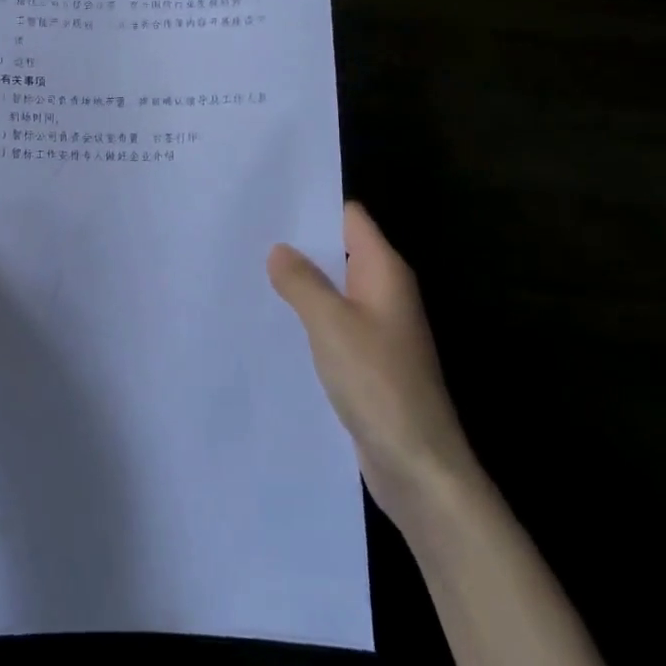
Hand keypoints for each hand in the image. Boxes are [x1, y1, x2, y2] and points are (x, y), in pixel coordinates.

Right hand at [268, 202, 474, 520]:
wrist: (418, 465)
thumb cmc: (377, 382)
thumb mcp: (330, 324)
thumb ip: (302, 281)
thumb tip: (279, 249)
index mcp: (384, 271)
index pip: (350, 218)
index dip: (314, 205)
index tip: (270, 200)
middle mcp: (384, 292)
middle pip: (339, 250)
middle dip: (299, 243)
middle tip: (247, 233)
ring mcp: (378, 328)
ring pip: (334, 289)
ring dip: (300, 282)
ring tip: (249, 270)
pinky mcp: (368, 360)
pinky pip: (333, 323)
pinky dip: (307, 316)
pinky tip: (274, 320)